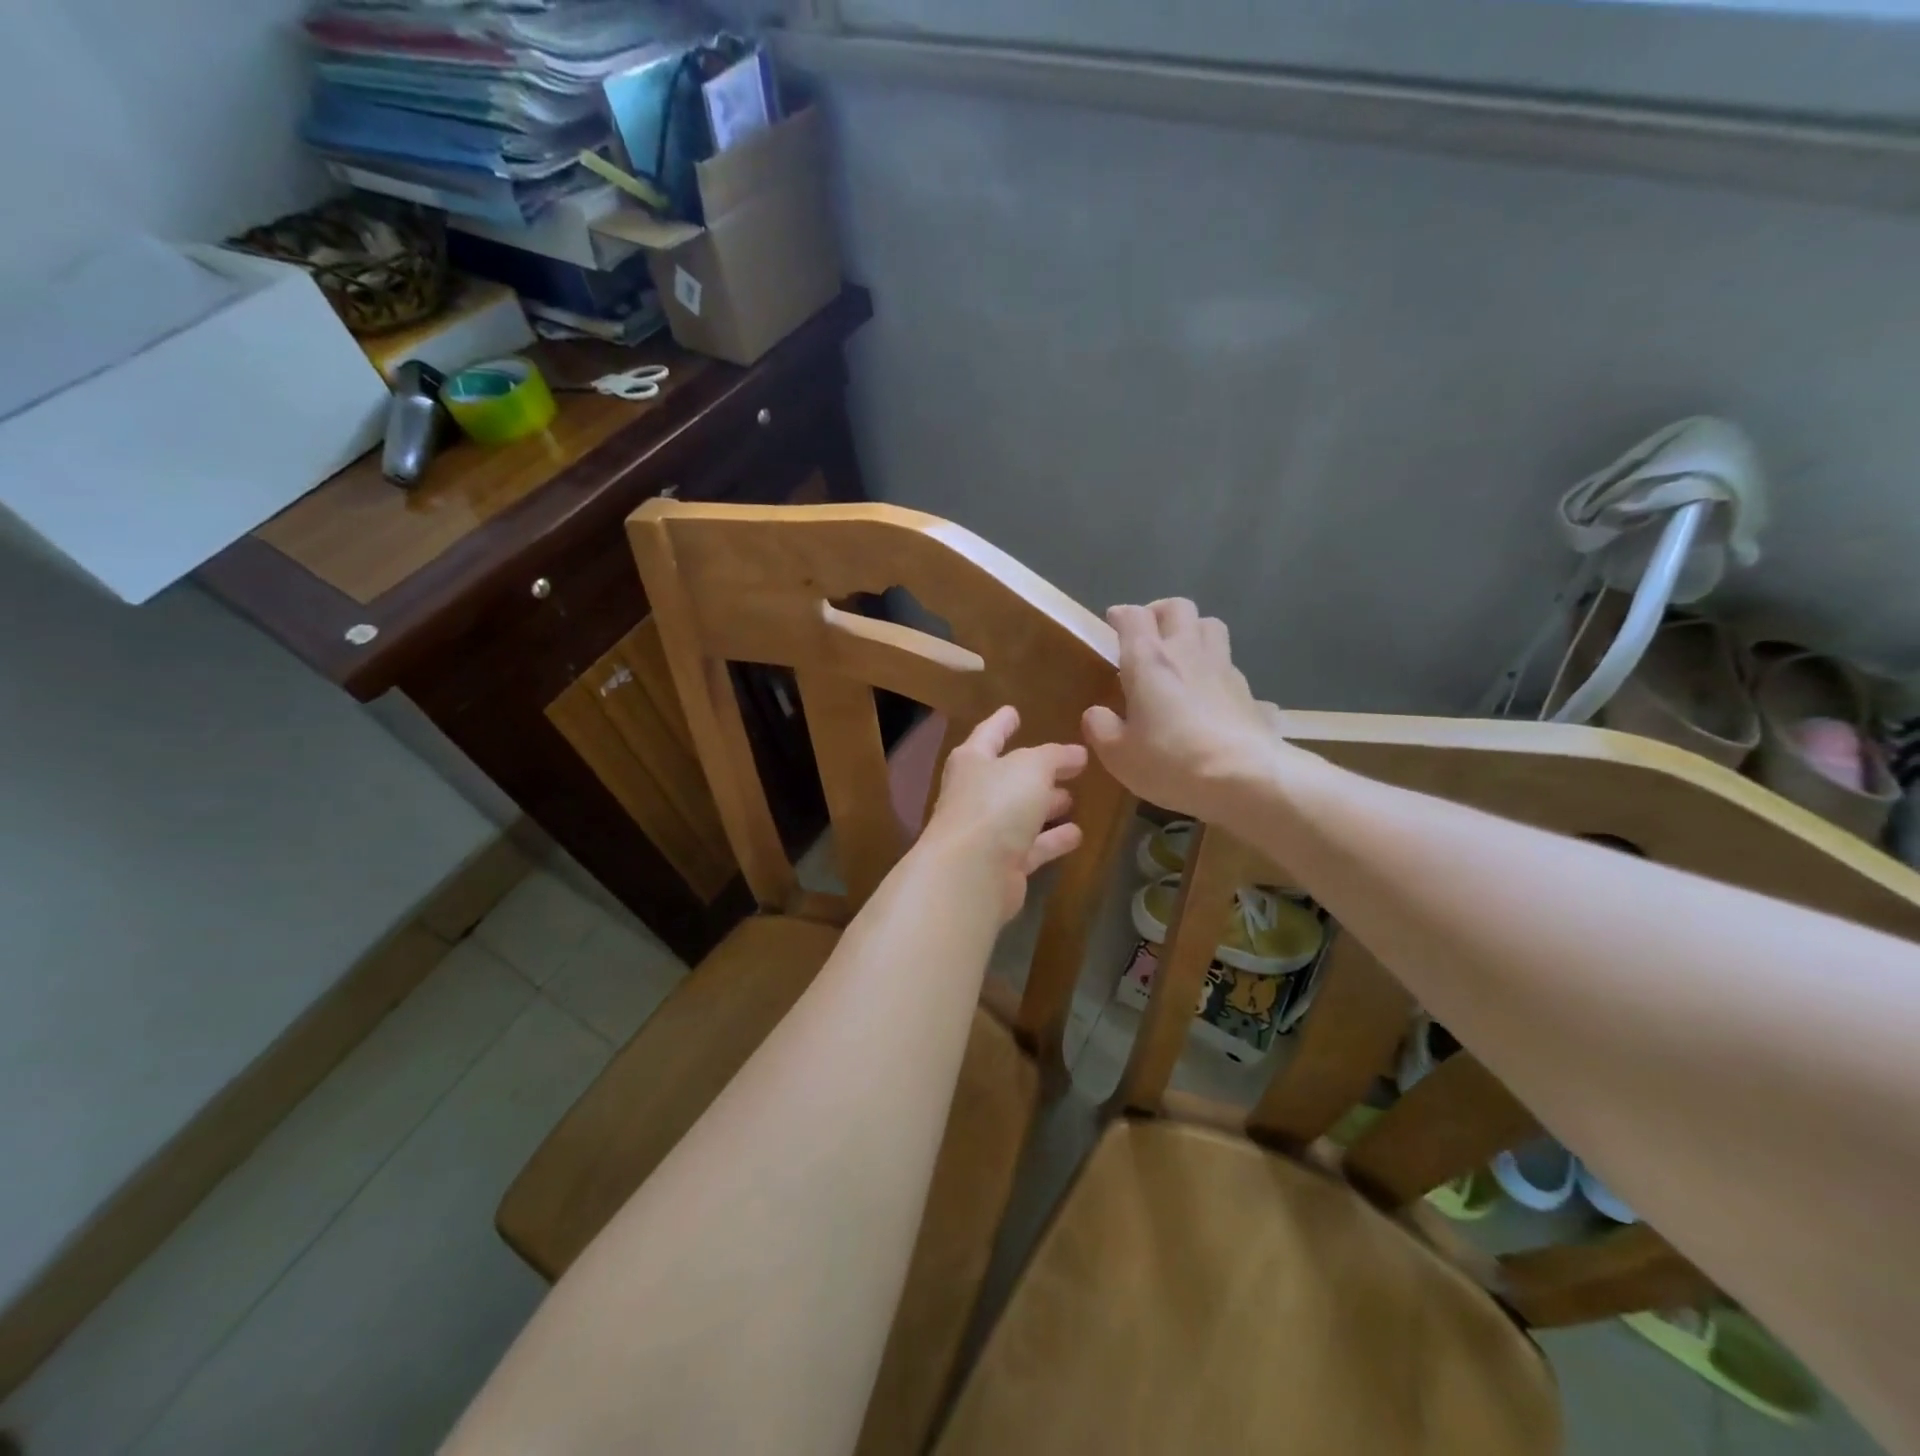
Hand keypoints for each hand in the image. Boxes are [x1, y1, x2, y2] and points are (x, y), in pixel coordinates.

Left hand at [921, 706, 1087, 924]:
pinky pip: (1033, 846)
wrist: (971, 874)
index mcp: (972, 762)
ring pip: (1021, 813)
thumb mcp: (1030, 768)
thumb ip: (1054, 756)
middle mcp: (975, 795)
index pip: (988, 734)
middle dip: (1035, 771)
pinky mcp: (1003, 865)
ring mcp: (987, 832)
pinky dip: (1052, 839)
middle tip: (1067, 765)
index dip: (1001, 723)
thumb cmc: (995, 805)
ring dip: (1045, 805)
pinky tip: (1077, 834)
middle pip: (1007, 777)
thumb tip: (1076, 753)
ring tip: (1072, 797)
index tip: (1013, 711)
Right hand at [1081, 599, 1283, 824]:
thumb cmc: (1171, 761)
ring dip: (1195, 633)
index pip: (1134, 616)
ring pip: (1212, 628)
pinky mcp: (1251, 694)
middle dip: (1160, 613)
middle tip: (1148, 634)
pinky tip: (1214, 700)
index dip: (1122, 615)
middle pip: (1179, 608)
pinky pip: (1233, 672)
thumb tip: (1097, 714)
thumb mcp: (1118, 754)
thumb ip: (1101, 728)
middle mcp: (1188, 652)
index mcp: (1149, 660)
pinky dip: (1219, 676)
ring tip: (1182, 657)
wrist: (1245, 779)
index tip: (1113, 624)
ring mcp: (1225, 670)